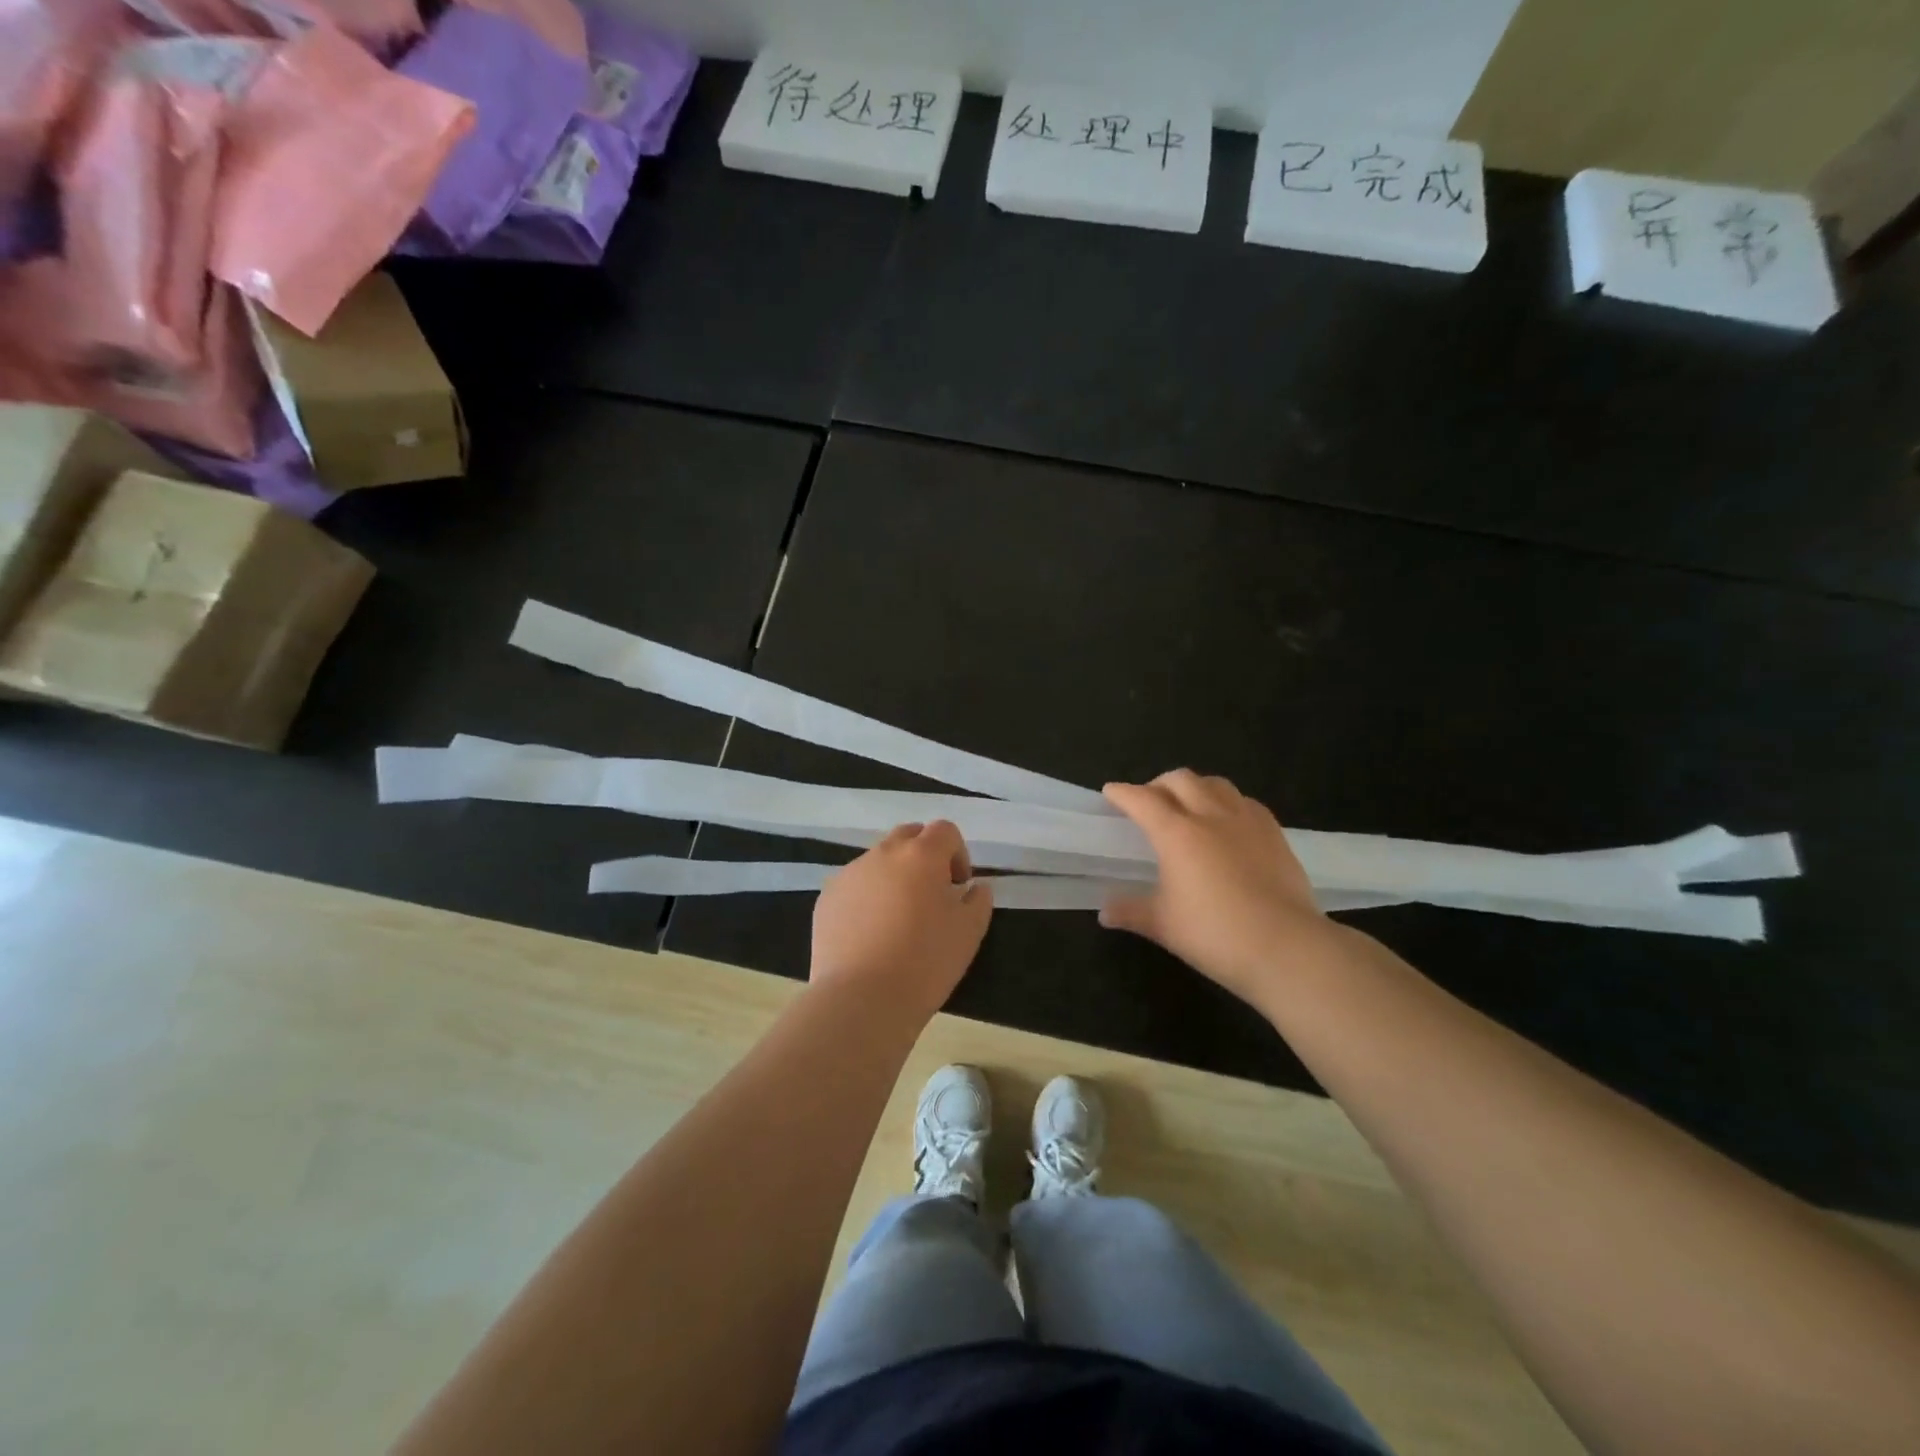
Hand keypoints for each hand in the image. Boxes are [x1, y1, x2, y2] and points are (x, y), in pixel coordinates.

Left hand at [811, 821, 992, 1022]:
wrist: (861, 999)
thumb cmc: (925, 962)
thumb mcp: (969, 933)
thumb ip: (978, 900)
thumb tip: (974, 887)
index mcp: (921, 855)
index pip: (944, 830)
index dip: (957, 853)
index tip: (959, 886)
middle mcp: (883, 854)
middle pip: (908, 835)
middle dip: (924, 855)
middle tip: (931, 893)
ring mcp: (850, 873)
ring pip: (878, 860)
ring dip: (894, 875)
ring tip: (898, 918)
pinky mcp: (827, 897)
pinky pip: (855, 884)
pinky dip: (868, 896)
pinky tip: (871, 934)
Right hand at [1100, 771, 1334, 1006]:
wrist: (1287, 947)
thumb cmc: (1215, 934)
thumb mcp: (1163, 926)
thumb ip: (1131, 912)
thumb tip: (1105, 912)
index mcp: (1176, 834)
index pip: (1142, 800)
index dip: (1123, 793)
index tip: (1111, 792)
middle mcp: (1210, 816)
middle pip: (1180, 780)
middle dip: (1158, 784)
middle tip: (1148, 801)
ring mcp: (1247, 822)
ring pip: (1216, 784)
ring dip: (1194, 787)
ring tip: (1188, 804)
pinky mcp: (1275, 834)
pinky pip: (1245, 802)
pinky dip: (1228, 802)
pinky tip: (1228, 821)